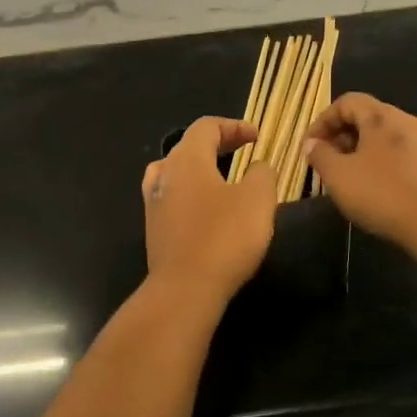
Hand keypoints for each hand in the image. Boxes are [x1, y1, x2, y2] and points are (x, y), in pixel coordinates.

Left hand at [142, 117, 277, 304]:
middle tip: (244, 150)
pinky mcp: (154, 228)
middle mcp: (164, 174)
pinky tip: (207, 208)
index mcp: (187, 159)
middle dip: (218, 144)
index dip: (233, 126)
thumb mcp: (258, 200)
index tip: (257, 137)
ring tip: (223, 176)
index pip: (206, 127)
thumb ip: (262, 174)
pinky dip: (192, 192)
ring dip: (201, 168)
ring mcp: (154, 202)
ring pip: (177, 172)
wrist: (185, 289)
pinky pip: (173, 197)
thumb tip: (258, 166)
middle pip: (189, 146)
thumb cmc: (224, 237)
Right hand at [303, 94, 416, 246]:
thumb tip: (311, 143)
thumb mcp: (339, 176)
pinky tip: (375, 188)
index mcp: (381, 116)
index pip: (347, 102)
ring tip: (348, 177)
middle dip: (341, 136)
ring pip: (384, 137)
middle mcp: (405, 120)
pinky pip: (400, 153)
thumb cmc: (382, 193)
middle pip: (367, 117)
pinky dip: (381, 162)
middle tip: (326, 162)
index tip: (310, 146)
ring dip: (361, 150)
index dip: (323, 120)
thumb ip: (320, 155)